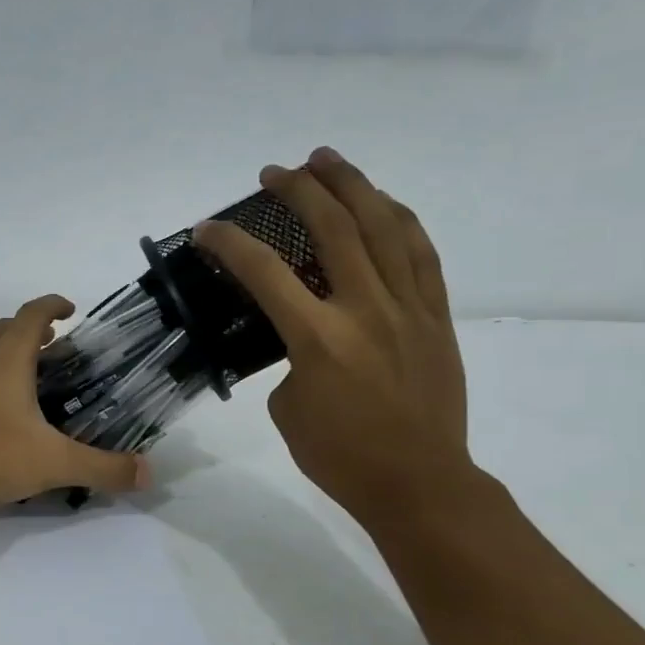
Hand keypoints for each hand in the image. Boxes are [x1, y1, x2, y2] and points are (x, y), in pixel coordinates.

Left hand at [0, 297, 150, 512]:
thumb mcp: (52, 463)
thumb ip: (102, 468)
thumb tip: (148, 473)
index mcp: (6, 355)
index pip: (34, 312)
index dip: (54, 305)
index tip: (72, 310)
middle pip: (7, 328)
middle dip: (34, 332)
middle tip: (60, 350)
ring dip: (8, 354)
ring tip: (32, 378)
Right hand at [195, 150, 473, 529]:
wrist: (418, 483)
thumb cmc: (340, 456)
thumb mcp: (288, 408)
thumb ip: (290, 360)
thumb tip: (304, 337)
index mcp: (318, 338)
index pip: (265, 272)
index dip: (230, 243)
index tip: (208, 228)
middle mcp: (365, 310)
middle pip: (333, 228)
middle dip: (299, 190)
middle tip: (275, 173)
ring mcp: (407, 309)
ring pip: (384, 227)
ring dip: (354, 186)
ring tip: (329, 161)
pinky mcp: (436, 317)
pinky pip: (422, 255)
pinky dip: (401, 220)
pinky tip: (384, 203)